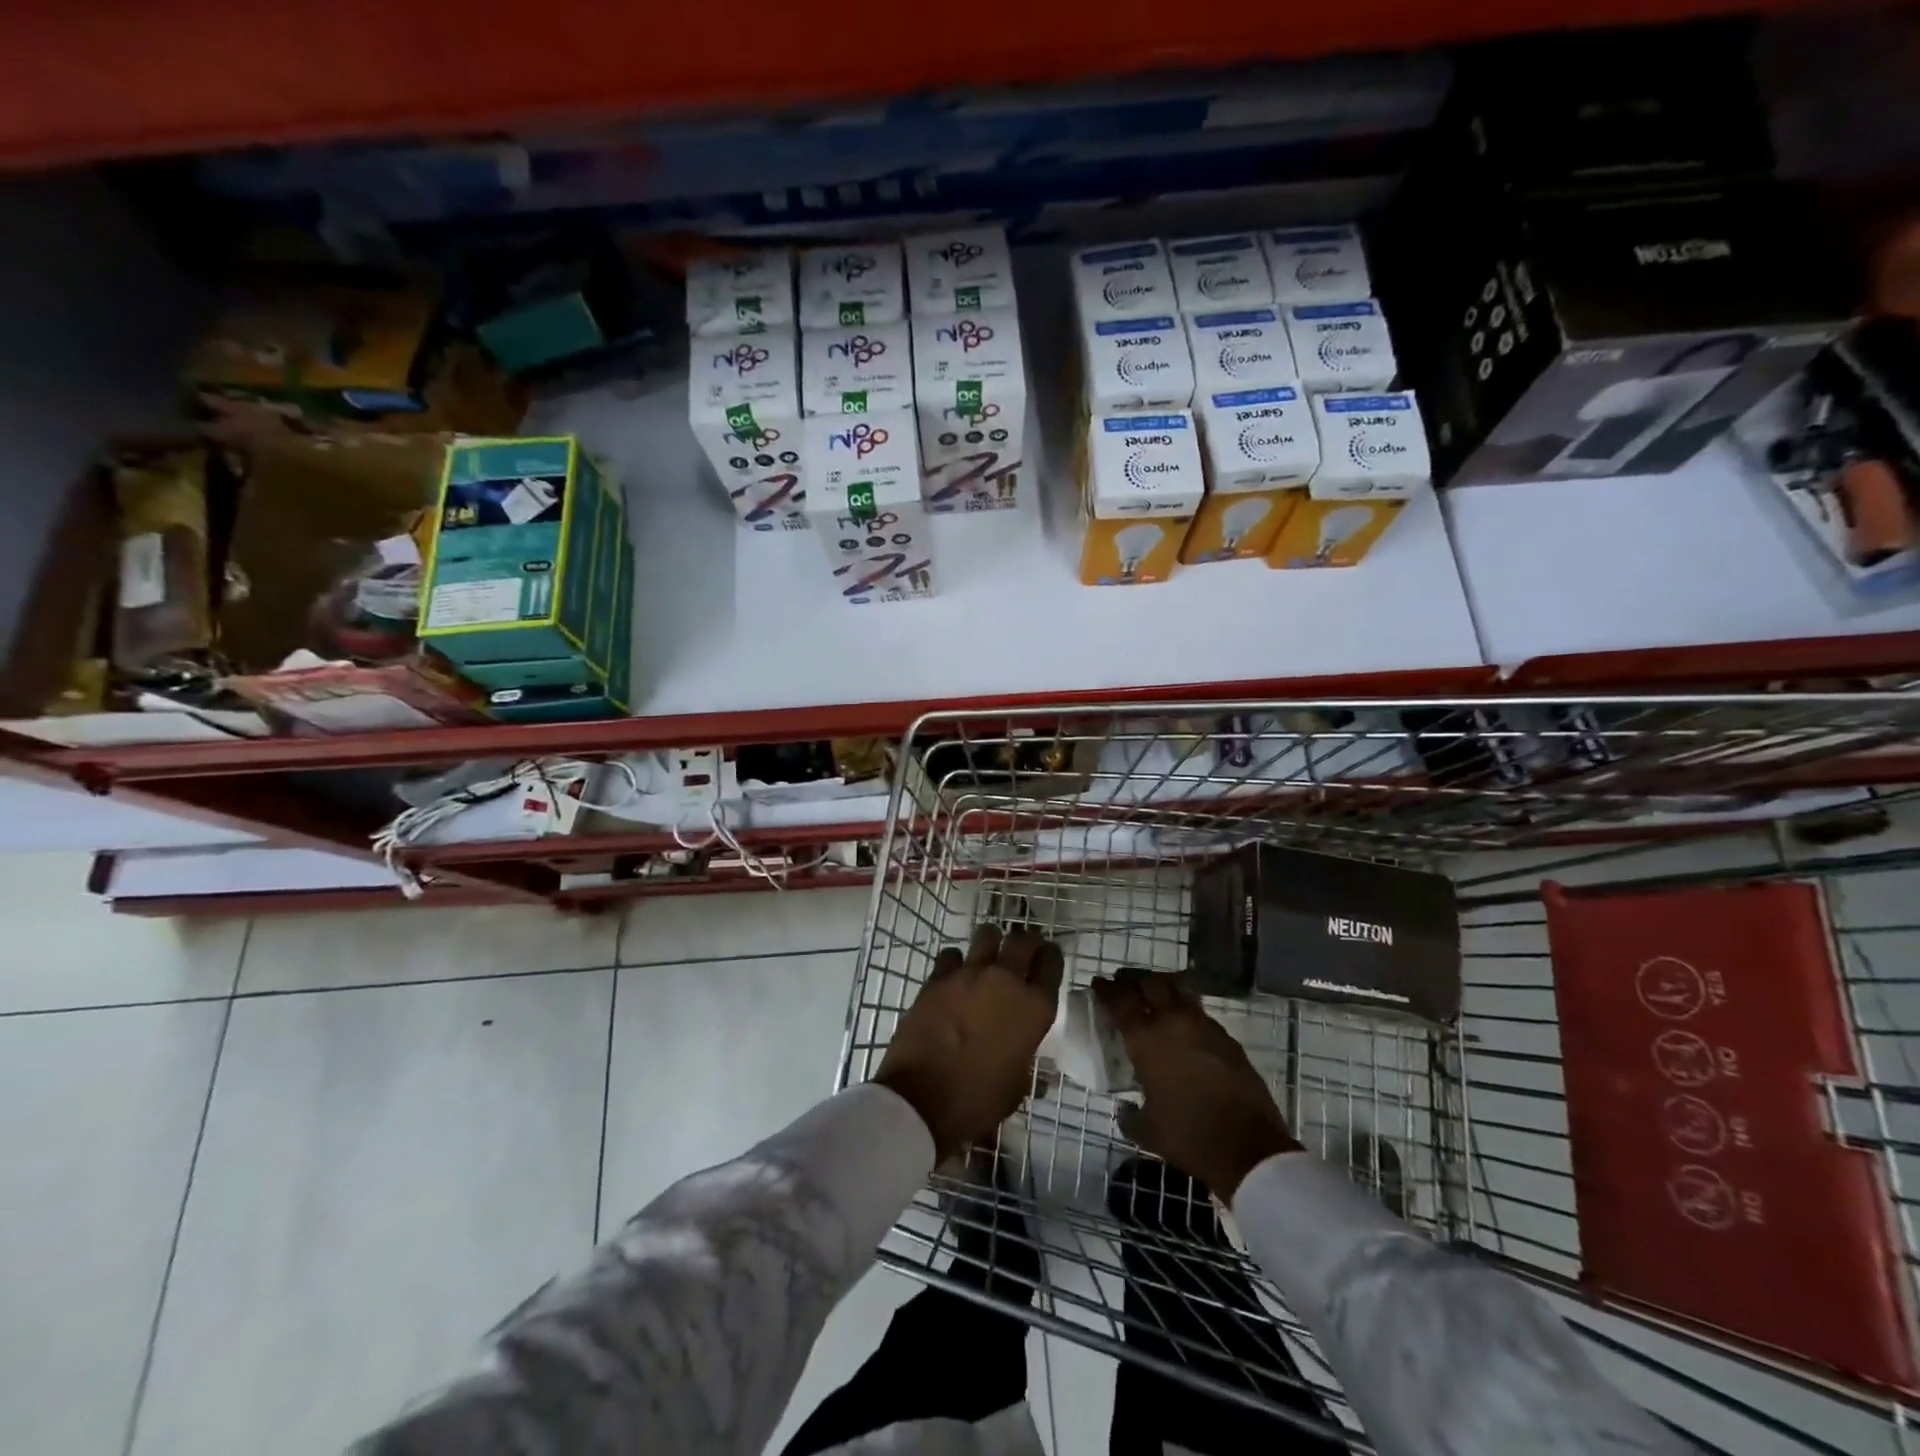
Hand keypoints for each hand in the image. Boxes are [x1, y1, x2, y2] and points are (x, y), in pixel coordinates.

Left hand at [875, 924, 1063, 1164]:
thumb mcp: (1016, 1088)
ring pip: (987, 935)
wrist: (921, 1100)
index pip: (1052, 963)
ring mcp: (969, 974)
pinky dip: (955, 962)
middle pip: (1023, 940)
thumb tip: (1038, 1075)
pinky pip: (951, 954)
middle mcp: (1006, 981)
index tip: (1046, 961)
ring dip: (991, 943)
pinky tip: (953, 977)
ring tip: (987, 958)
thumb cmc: (977, 1101)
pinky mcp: (938, 977)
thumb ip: (1027, 1065)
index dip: (1050, 958)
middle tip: (1022, 953)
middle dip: (1026, 942)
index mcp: (1034, 1008)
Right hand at [1093, 970, 1299, 1199]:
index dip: (1106, 990)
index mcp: (1146, 1040)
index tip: (1098, 983)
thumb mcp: (1148, 1131)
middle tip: (1124, 983)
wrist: (1248, 1146)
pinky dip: (1186, 1010)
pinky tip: (1183, 1025)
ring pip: (1178, 991)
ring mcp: (1204, 1026)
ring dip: (1162, 989)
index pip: (1120, 1002)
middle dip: (1134, 980)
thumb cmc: (1189, 1136)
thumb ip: (1130, 1116)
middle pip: (1150, 984)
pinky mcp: (1227, 1038)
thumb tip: (1125, 1109)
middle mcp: (1173, 1022)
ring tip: (1154, 996)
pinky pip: (1200, 1012)